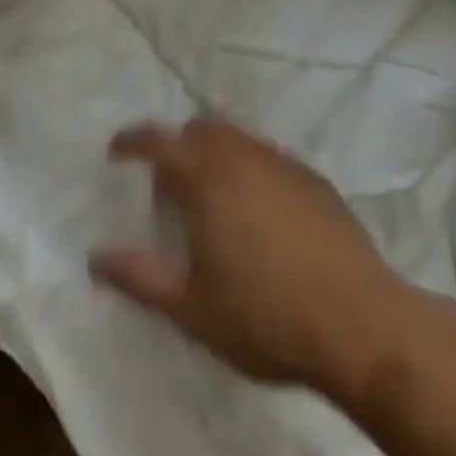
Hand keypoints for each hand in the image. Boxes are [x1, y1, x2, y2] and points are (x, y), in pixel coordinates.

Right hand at [90, 118, 405, 398]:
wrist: (361, 325)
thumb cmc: (265, 318)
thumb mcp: (191, 308)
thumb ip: (139, 277)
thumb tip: (95, 257)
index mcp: (205, 178)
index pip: (157, 141)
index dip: (131, 141)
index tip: (116, 152)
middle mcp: (241, 155)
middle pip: (198, 130)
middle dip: (176, 149)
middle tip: (171, 195)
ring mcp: (282, 163)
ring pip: (235, 139)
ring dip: (214, 156)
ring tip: (215, 204)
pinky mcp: (313, 179)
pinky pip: (268, 158)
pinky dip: (249, 169)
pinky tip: (261, 215)